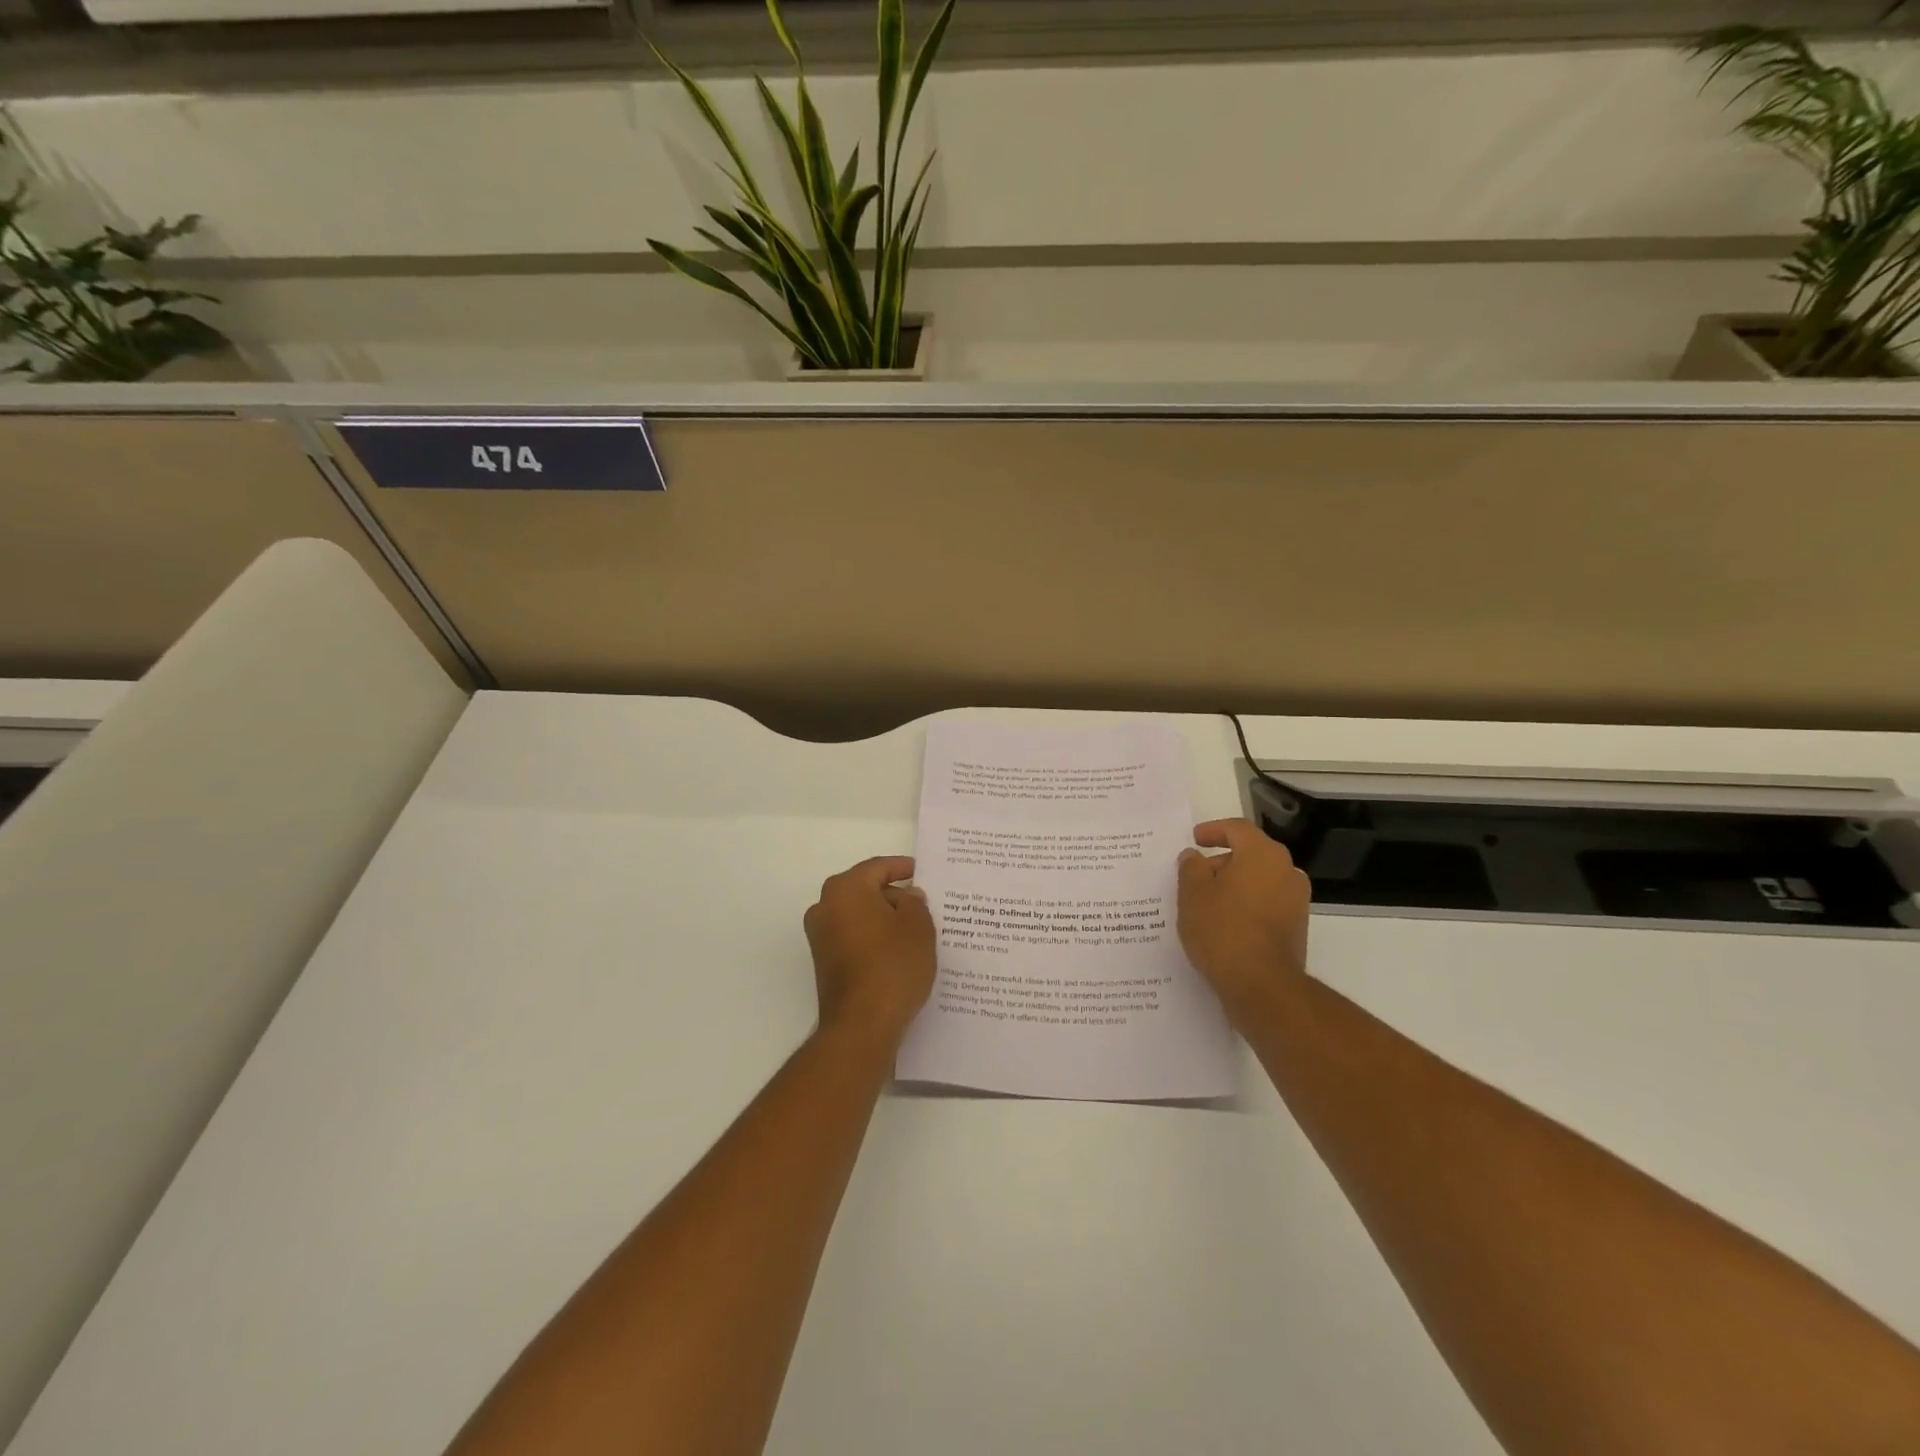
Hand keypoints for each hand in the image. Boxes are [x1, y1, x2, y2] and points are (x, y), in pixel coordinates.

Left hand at [803, 856, 936, 1047]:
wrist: (861, 1025)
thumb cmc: (893, 966)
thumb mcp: (918, 927)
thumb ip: (915, 903)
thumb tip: (906, 896)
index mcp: (845, 889)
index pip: (878, 867)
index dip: (903, 867)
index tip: (922, 871)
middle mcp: (825, 907)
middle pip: (865, 890)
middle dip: (894, 895)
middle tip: (924, 903)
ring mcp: (821, 936)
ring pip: (860, 915)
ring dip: (884, 918)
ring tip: (917, 929)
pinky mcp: (825, 962)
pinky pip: (854, 937)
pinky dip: (874, 938)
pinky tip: (899, 951)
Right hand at [1178, 819, 1311, 1022]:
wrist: (1261, 985)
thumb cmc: (1222, 929)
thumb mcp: (1192, 893)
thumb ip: (1191, 867)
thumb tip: (1195, 857)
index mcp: (1263, 854)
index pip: (1237, 829)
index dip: (1212, 830)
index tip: (1194, 839)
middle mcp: (1286, 871)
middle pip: (1250, 854)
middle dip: (1221, 861)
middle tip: (1194, 875)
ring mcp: (1296, 901)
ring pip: (1258, 881)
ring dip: (1234, 886)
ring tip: (1204, 902)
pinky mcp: (1296, 928)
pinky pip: (1265, 904)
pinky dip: (1245, 906)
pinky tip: (1223, 923)